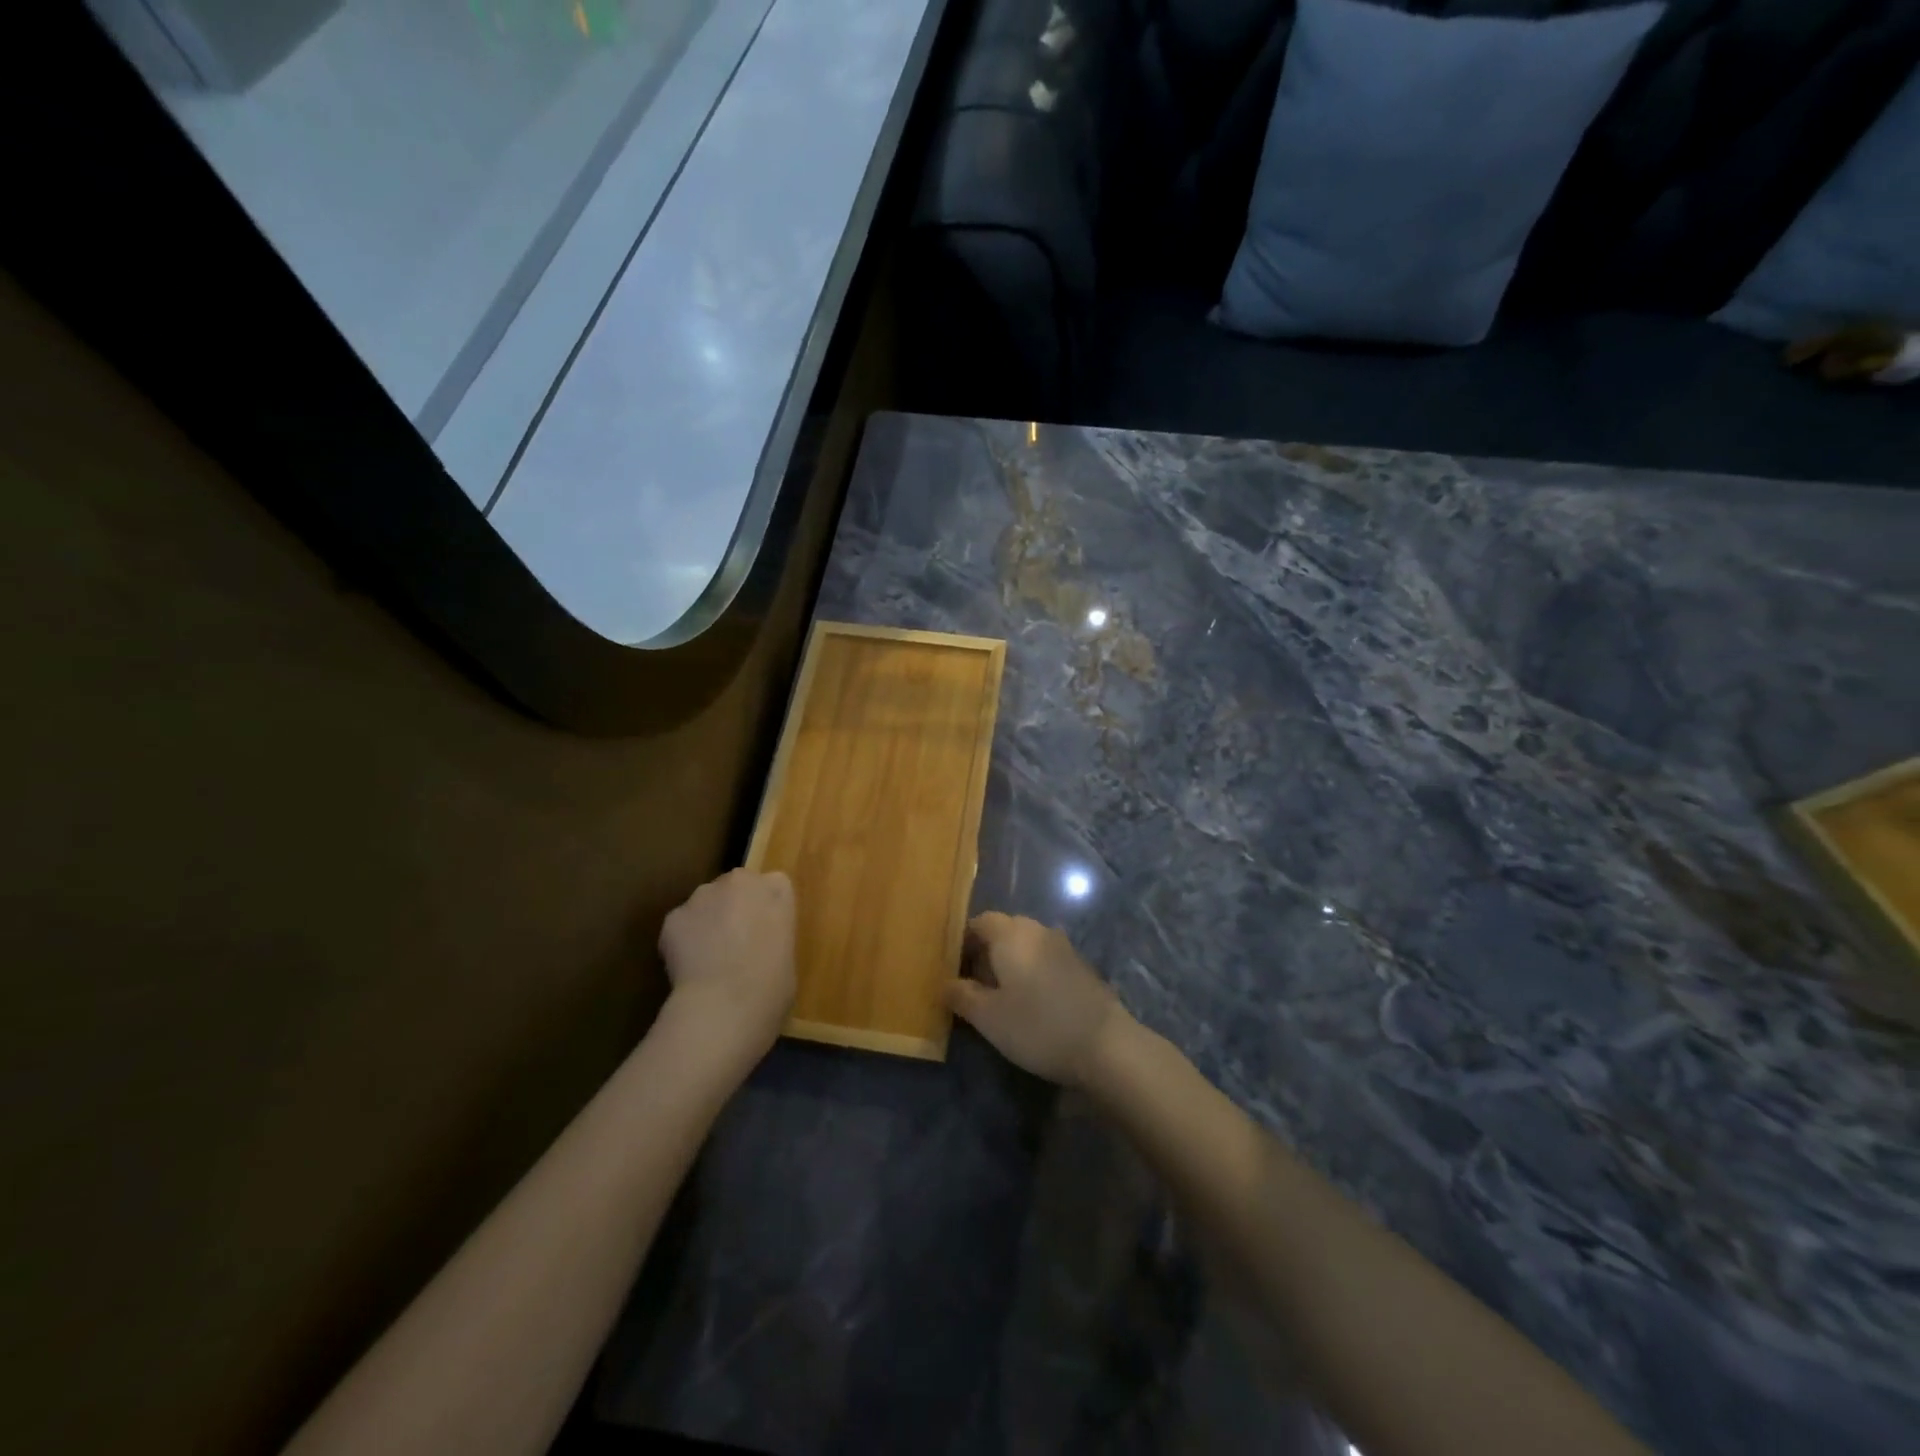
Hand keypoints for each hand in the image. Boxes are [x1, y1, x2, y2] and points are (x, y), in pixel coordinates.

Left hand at [658, 869, 795, 1066]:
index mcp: (777, 890)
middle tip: (736, 945)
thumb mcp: (787, 958)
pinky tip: (688, 969)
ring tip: (707, 960)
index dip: (766, 907)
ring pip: (705, 903)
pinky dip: (682, 941)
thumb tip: (757, 950)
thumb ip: (772, 939)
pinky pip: (681, 925)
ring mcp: (703, 895)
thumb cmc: (771, 987)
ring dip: (707, 922)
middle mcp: (740, 881)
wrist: (724, 1006)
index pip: (774, 885)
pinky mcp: (673, 917)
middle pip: (736, 887)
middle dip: (735, 908)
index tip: (764, 931)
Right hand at [947, 912, 1126, 1086]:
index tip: (952, 970)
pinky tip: (1030, 1003)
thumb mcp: (988, 1017)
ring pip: (1025, 946)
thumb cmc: (1037, 1026)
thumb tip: (946, 983)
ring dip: (1009, 964)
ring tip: (999, 998)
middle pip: (1003, 931)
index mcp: (1011, 933)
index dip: (961, 943)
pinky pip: (1044, 959)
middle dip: (984, 954)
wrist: (1104, 1045)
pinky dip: (1031, 973)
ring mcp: (1063, 946)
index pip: (978, 922)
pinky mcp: (1080, 966)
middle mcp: (1037, 930)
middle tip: (972, 987)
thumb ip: (962, 996)